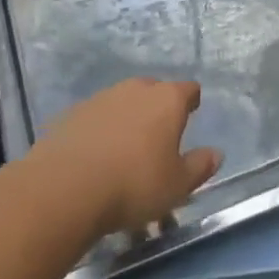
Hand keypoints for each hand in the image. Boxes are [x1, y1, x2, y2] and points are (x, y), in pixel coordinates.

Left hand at [30, 78, 221, 238]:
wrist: (63, 189)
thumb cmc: (133, 185)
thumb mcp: (177, 185)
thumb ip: (200, 166)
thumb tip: (216, 154)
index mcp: (167, 99)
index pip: (188, 90)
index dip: (191, 102)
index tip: (191, 115)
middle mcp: (135, 89)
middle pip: (153, 92)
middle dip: (157, 110)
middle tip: (157, 138)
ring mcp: (100, 99)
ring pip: (121, 104)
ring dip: (126, 120)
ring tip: (123, 153)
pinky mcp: (70, 115)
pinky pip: (94, 119)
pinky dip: (98, 132)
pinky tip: (94, 159)